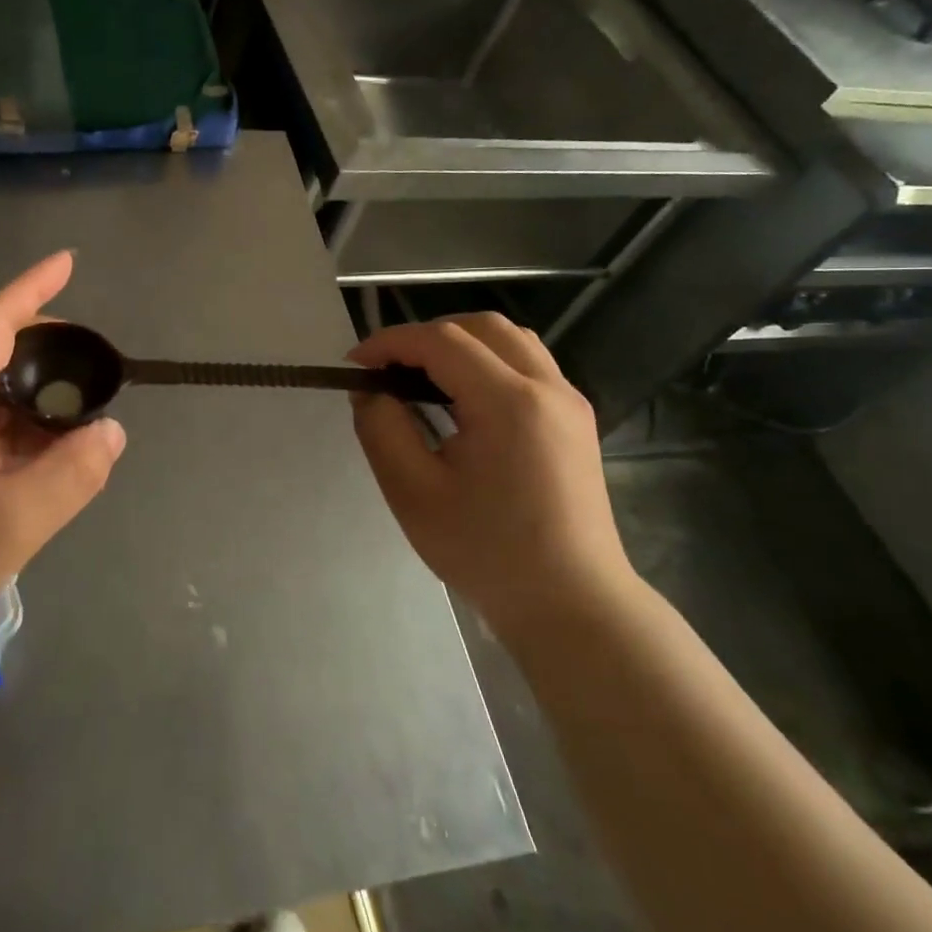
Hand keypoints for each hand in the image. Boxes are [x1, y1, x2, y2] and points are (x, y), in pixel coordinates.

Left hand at [0, 251, 125, 668]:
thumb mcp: (10, 523)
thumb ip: (71, 473)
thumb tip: (112, 431)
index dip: (31, 288)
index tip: (68, 261)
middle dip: (41, 341)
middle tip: (92, 354)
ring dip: (30, 390)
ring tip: (77, 403)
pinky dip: (15, 426)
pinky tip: (41, 451)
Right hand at [349, 314, 632, 645]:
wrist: (571, 605)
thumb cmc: (486, 553)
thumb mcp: (413, 493)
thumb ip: (382, 429)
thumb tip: (370, 391)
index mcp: (508, 402)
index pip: (441, 341)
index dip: (391, 342)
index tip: (355, 364)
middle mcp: (547, 387)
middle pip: (481, 326)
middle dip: (426, 336)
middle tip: (389, 370)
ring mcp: (569, 401)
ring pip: (509, 339)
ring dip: (460, 343)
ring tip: (423, 379)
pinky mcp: (576, 419)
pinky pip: (528, 364)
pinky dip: (488, 361)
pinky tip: (463, 401)